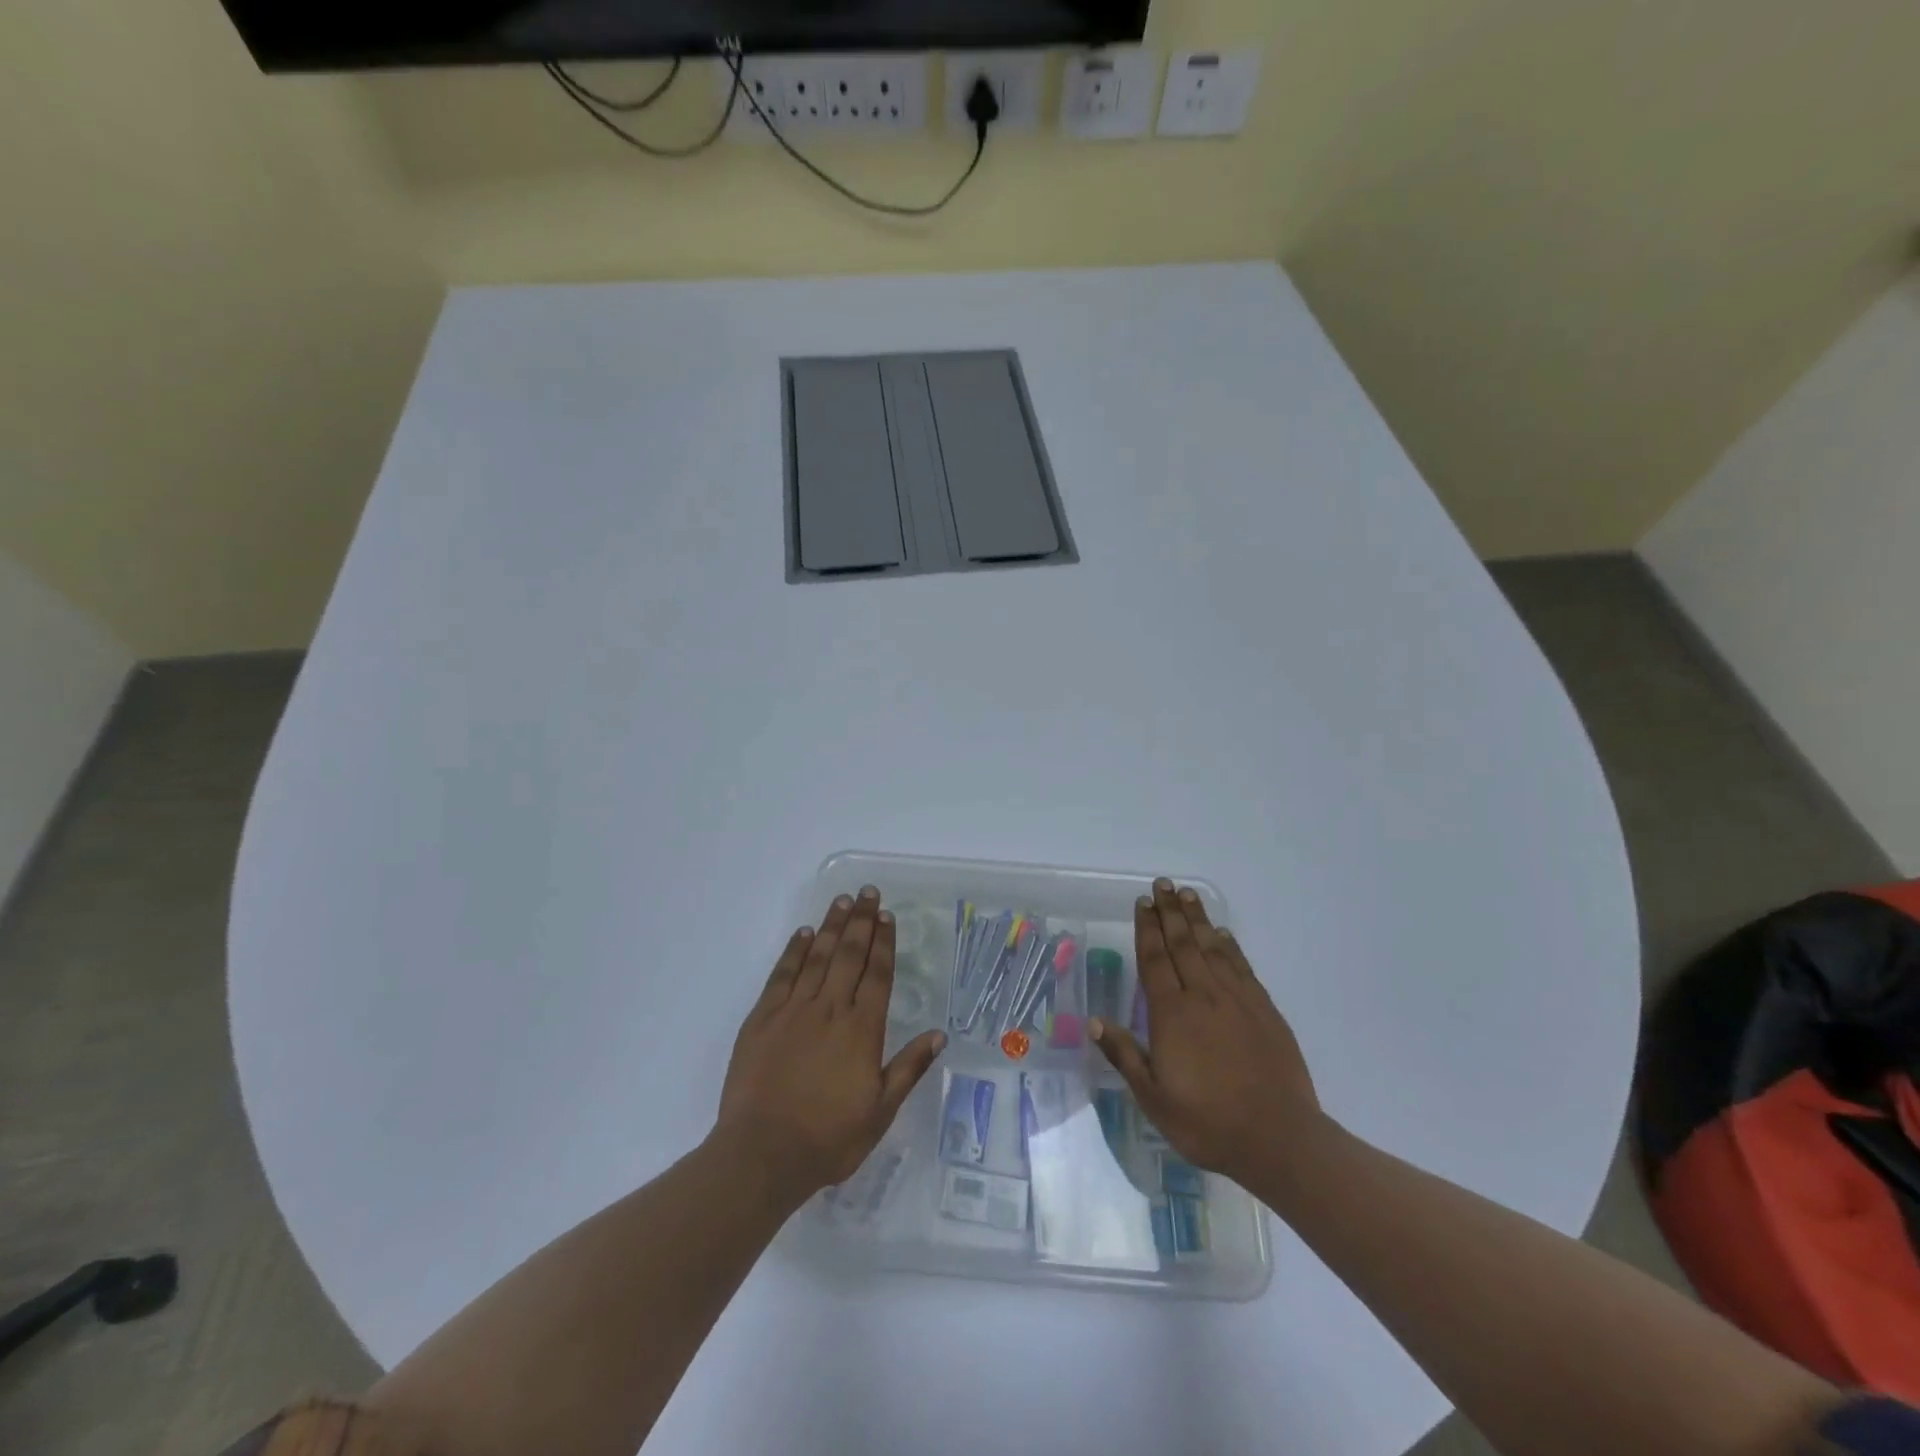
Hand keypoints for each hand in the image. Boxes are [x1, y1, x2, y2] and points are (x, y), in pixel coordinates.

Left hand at [716, 887, 945, 1202]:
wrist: (762, 1153)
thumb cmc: (828, 1138)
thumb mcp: (880, 1111)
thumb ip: (909, 1068)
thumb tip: (939, 1034)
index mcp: (861, 1030)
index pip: (877, 975)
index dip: (884, 943)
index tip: (887, 916)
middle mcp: (830, 1009)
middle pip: (849, 955)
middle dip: (861, 921)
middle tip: (868, 892)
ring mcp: (793, 1010)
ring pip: (817, 957)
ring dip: (832, 926)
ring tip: (842, 901)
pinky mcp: (762, 1018)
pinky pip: (782, 975)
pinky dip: (794, 951)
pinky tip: (804, 933)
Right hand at [1089, 878, 1318, 1184]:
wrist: (1280, 1139)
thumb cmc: (1207, 1122)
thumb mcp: (1154, 1098)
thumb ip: (1125, 1055)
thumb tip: (1094, 1021)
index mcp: (1173, 1014)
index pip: (1155, 960)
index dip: (1147, 929)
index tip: (1142, 903)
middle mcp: (1204, 997)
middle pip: (1183, 944)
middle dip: (1170, 912)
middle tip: (1162, 884)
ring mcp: (1238, 1001)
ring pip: (1213, 948)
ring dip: (1198, 920)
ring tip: (1188, 895)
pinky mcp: (1264, 1011)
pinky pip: (1242, 967)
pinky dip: (1230, 946)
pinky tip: (1223, 935)